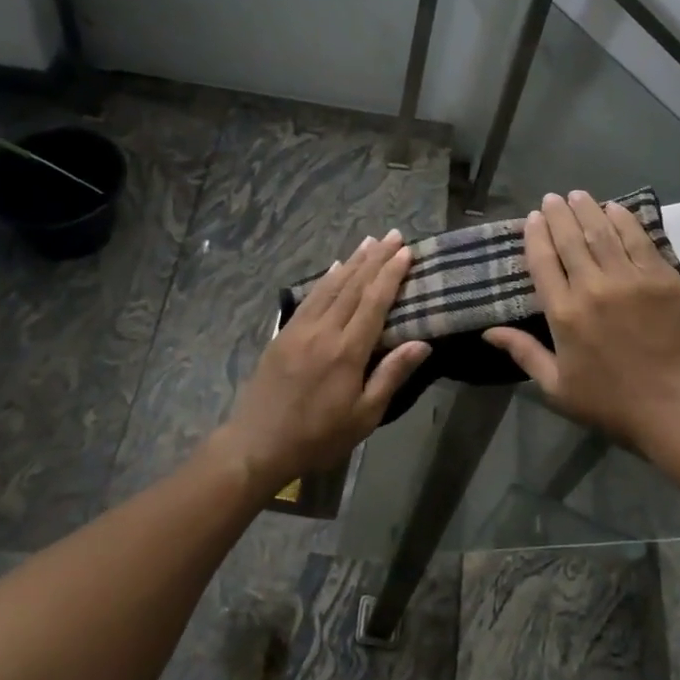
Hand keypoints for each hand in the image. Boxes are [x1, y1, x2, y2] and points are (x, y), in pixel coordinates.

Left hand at [214, 230, 431, 495]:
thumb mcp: (364, 416)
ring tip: (369, 241)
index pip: (374, 302)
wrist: (257, 444)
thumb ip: (391, 375)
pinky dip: (325, 278)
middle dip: (376, 258)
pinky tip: (335, 267)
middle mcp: (323, 331)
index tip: (406, 252)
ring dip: (352, 261)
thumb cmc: (318, 436)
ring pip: (331, 286)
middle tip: (393, 235)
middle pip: (354, 286)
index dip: (391, 274)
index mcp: (347, 351)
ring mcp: (300, 329)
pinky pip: (309, 297)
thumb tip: (422, 343)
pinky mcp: (284, 333)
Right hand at [484, 191, 679, 452]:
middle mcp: (592, 287)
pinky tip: (615, 208)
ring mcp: (630, 279)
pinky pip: (638, 240)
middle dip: (558, 215)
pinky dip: (624, 220)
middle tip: (553, 198)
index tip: (533, 218)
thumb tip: (488, 332)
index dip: (536, 235)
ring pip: (602, 232)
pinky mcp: (662, 278)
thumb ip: (524, 353)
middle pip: (570, 239)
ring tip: (578, 195)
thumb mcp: (557, 388)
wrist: (678, 408)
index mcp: (563, 313)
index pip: (543, 262)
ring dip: (587, 209)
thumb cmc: (612, 403)